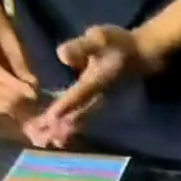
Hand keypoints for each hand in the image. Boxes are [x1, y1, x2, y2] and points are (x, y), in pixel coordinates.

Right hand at [0, 0, 36, 117]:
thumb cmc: (1, 30)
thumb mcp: (12, 39)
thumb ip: (19, 62)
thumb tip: (30, 83)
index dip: (12, 84)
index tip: (32, 93)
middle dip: (10, 97)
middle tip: (28, 99)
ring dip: (4, 106)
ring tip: (21, 104)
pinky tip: (10, 109)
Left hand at [26, 25, 160, 148]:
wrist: (139, 56)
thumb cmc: (119, 44)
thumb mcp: (100, 38)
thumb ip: (81, 46)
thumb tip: (62, 56)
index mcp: (95, 83)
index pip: (77, 97)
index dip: (64, 107)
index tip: (50, 120)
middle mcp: (97, 98)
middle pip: (77, 115)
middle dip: (59, 126)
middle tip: (41, 138)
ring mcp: (98, 102)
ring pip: (79, 120)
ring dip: (64, 131)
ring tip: (47, 142)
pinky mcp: (97, 103)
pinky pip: (82, 117)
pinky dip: (70, 127)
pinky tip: (60, 133)